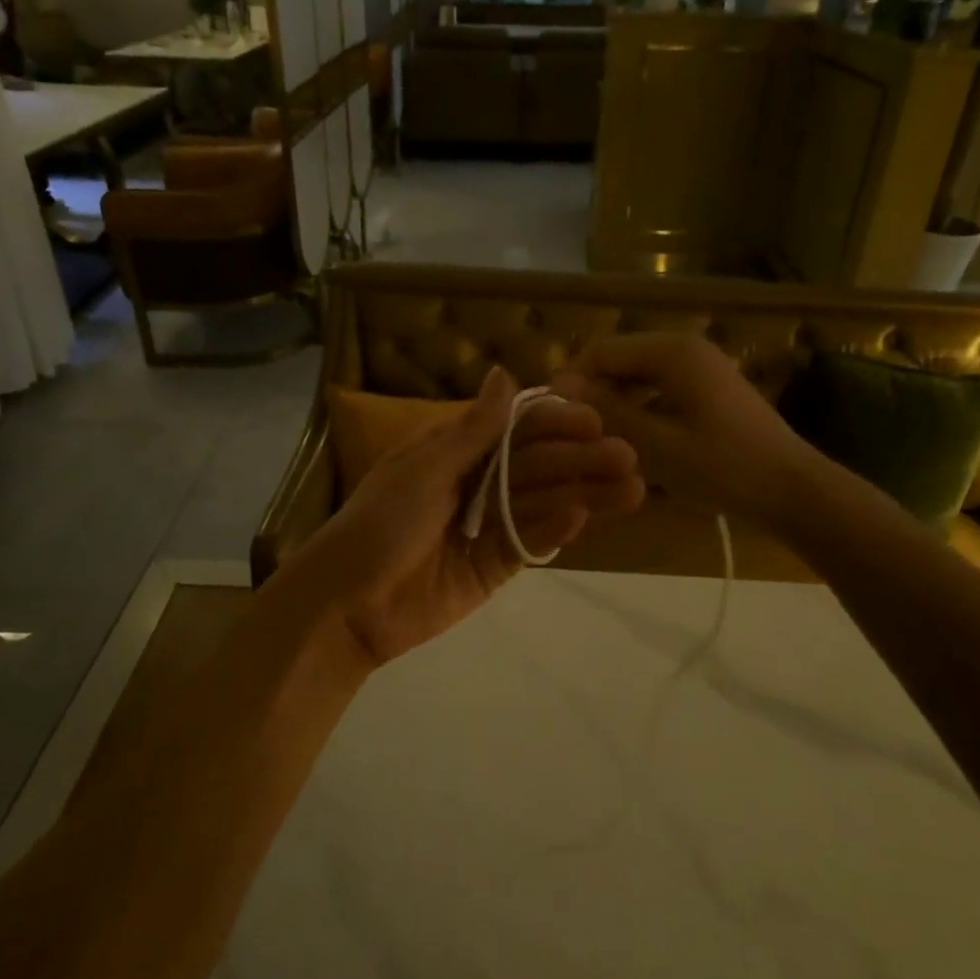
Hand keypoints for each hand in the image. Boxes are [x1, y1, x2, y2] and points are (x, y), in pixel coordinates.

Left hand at [272, 366, 644, 667]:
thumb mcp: (424, 469)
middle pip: (537, 466)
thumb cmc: (380, 524)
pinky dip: (554, 530)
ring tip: (631, 489)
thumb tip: (504, 373)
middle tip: (628, 457)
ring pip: (543, 503)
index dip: (554, 423)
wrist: (348, 604)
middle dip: (581, 460)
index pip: (515, 429)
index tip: (594, 420)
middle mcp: (477, 483)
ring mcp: (488, 526)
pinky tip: (582, 517)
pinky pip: (530, 543)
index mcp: (455, 451)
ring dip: (584, 493)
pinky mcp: (494, 567)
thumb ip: (472, 430)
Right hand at [553, 333, 820, 525]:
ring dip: (615, 402)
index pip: (602, 351)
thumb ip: (606, 411)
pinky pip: (659, 389)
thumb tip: (560, 387)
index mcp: (672, 351)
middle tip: (572, 433)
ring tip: (597, 440)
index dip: (571, 380)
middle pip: (619, 360)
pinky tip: (631, 442)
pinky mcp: (709, 389)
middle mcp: (685, 348)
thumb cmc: (722, 467)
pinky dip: (640, 409)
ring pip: (638, 376)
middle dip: (593, 392)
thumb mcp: (655, 443)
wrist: (792, 490)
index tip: (550, 417)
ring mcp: (700, 367)